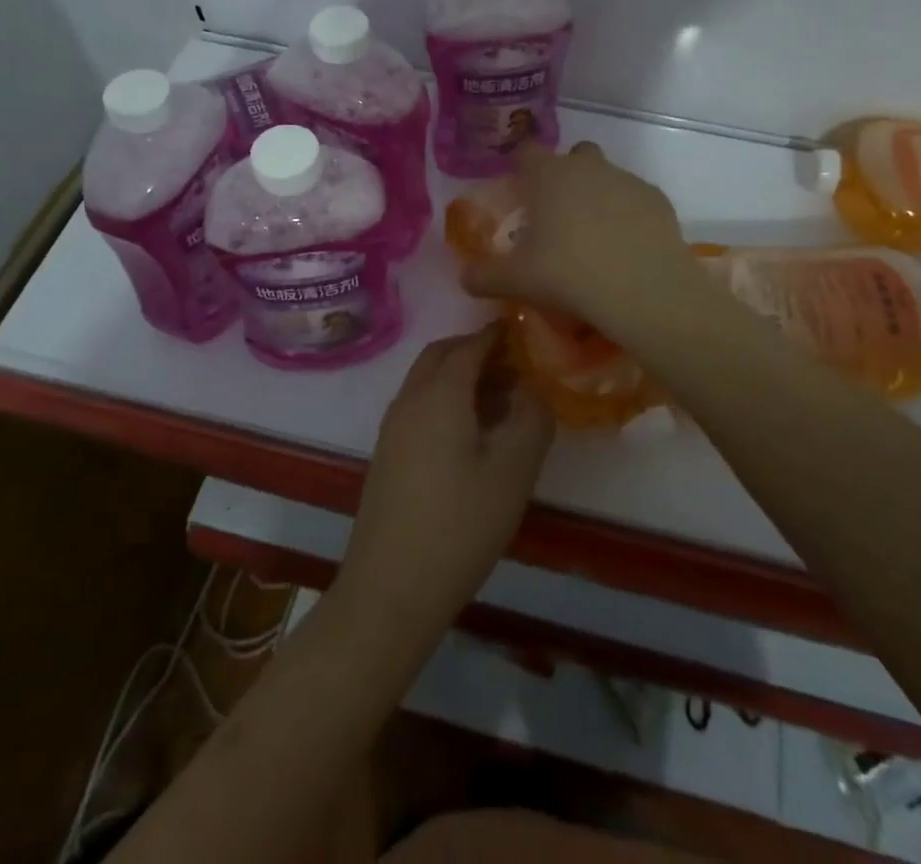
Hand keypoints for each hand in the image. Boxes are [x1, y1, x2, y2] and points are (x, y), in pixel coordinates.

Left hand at [339, 326, 552, 634]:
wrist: (390, 588)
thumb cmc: (460, 524)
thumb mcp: (513, 470)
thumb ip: (531, 418)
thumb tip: (533, 389)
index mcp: (439, 393)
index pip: (470, 345)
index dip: (497, 335)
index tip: (524, 332)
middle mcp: (410, 399)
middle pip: (441, 355)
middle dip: (476, 351)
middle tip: (515, 367)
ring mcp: (393, 427)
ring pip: (427, 381)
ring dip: (460, 377)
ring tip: (501, 402)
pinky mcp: (388, 455)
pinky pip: (420, 406)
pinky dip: (446, 400)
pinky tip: (472, 435)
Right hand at [462, 142, 696, 334]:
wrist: (643, 289)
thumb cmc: (569, 275)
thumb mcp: (516, 281)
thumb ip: (483, 277)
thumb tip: (464, 279)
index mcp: (548, 176)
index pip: (526, 152)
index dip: (521, 168)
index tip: (519, 191)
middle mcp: (587, 167)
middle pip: (573, 155)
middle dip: (565, 175)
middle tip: (557, 215)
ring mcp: (625, 179)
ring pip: (607, 175)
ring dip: (598, 195)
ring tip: (594, 238)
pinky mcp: (656, 198)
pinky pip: (635, 198)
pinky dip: (628, 214)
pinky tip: (625, 247)